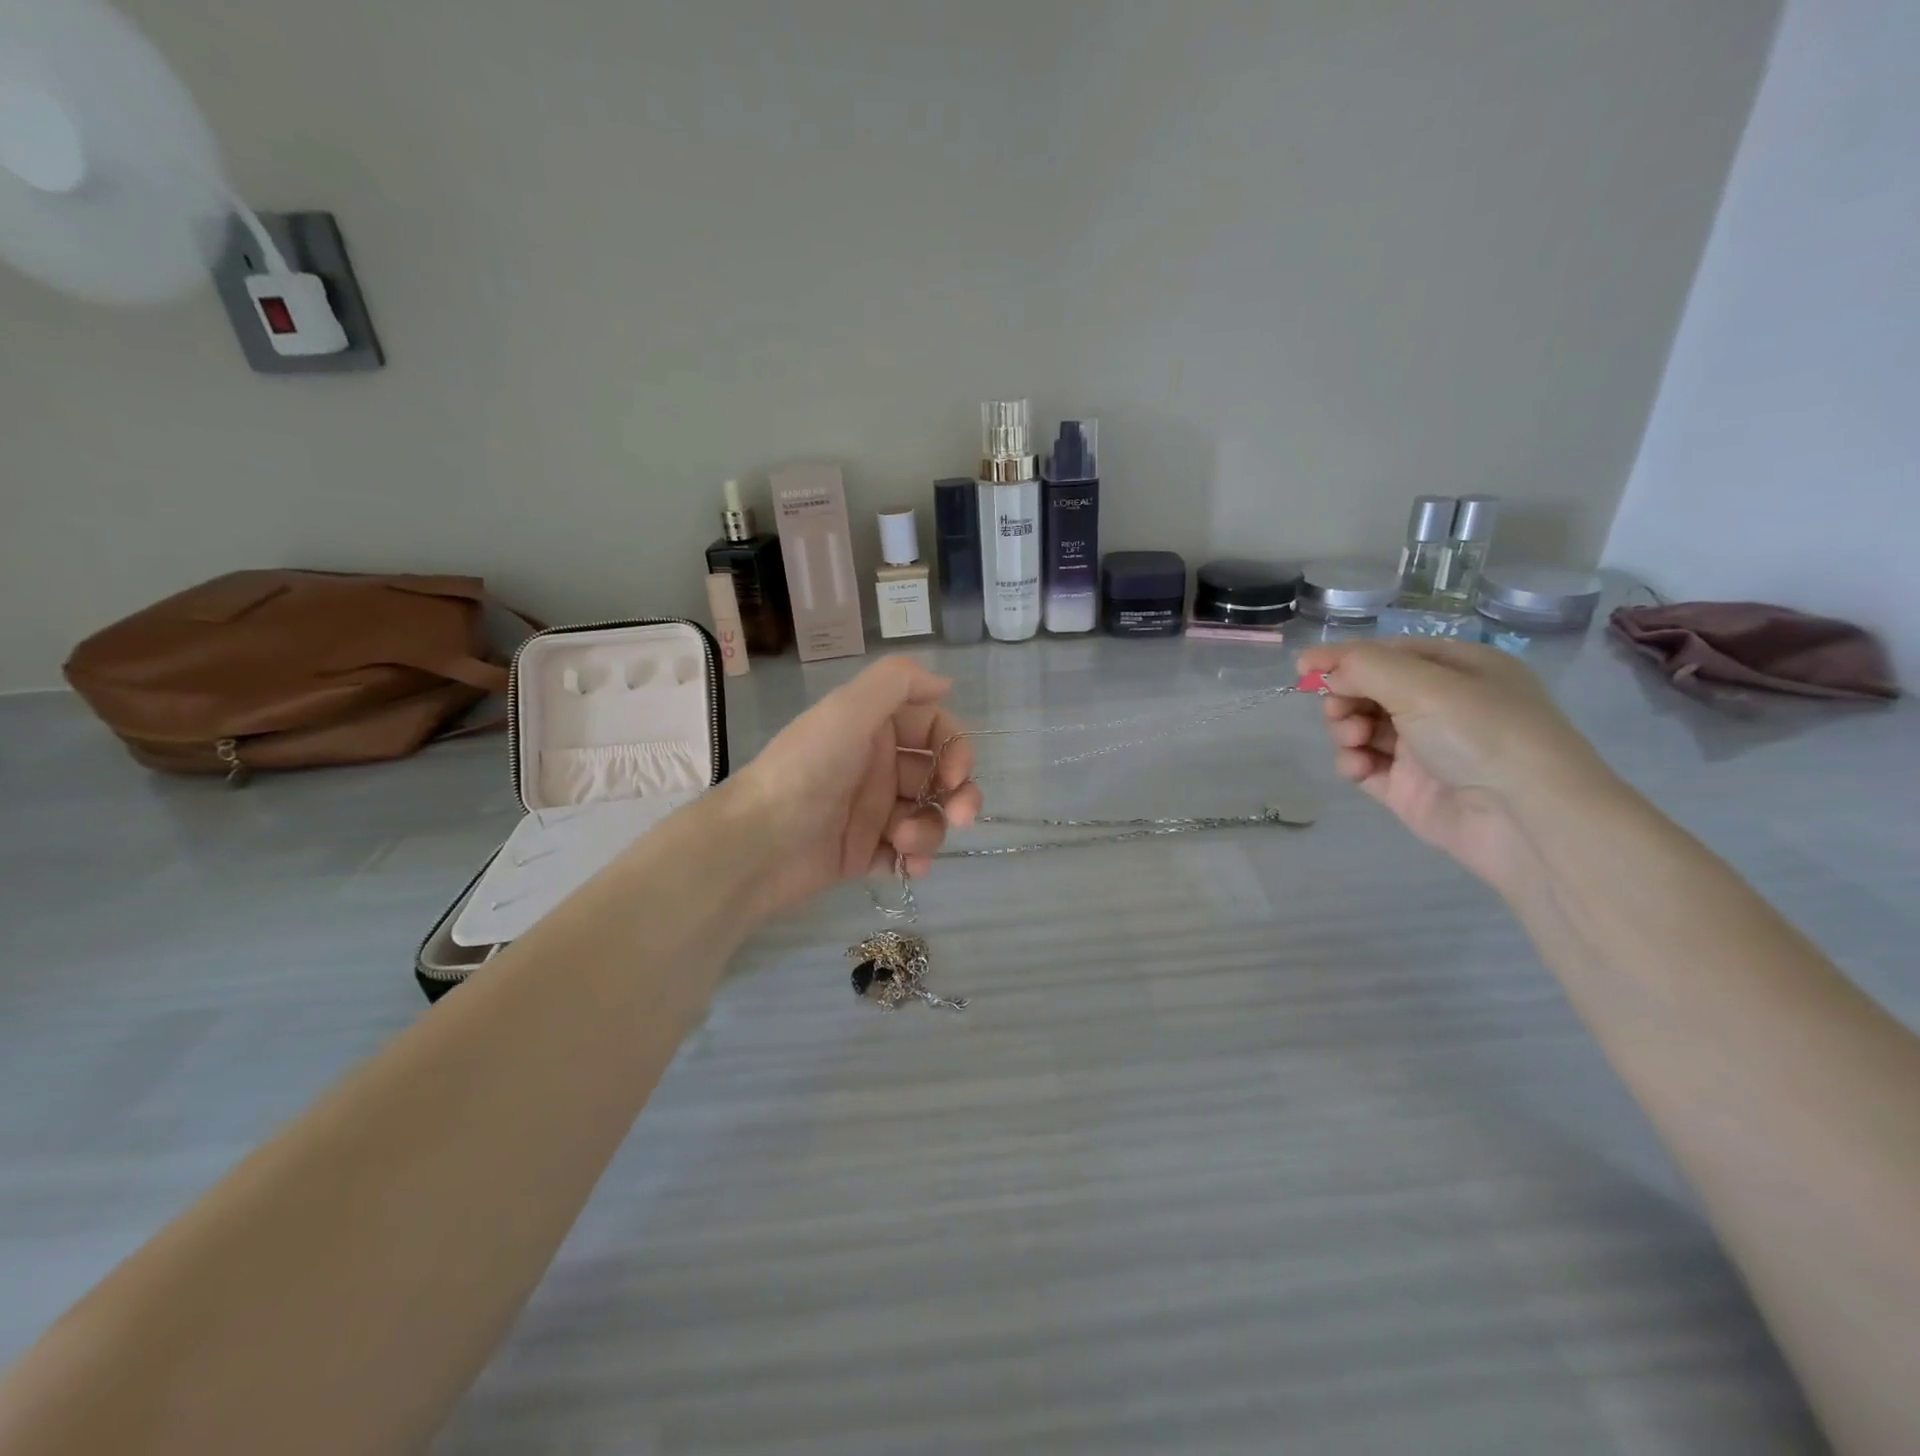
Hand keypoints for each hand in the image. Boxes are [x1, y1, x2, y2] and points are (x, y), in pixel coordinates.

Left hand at [726, 657, 981, 917]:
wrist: (758, 842)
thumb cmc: (806, 769)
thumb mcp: (848, 709)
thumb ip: (897, 682)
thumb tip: (944, 682)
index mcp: (874, 729)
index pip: (934, 729)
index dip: (954, 748)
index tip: (955, 774)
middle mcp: (877, 767)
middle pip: (939, 777)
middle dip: (958, 795)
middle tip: (962, 817)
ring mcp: (871, 812)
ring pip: (927, 817)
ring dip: (930, 829)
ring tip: (904, 841)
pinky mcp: (863, 853)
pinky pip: (907, 855)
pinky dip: (916, 859)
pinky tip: (910, 866)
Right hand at [1296, 639, 1617, 888]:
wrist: (1527, 819)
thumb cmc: (1481, 734)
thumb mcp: (1423, 685)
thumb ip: (1364, 668)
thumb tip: (1323, 669)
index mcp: (1459, 670)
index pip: (1389, 653)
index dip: (1345, 658)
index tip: (1303, 667)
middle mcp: (1444, 706)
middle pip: (1371, 691)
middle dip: (1346, 697)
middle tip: (1339, 711)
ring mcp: (1426, 749)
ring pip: (1363, 728)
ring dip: (1346, 729)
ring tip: (1353, 741)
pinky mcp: (1411, 789)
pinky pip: (1367, 766)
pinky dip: (1354, 763)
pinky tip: (1358, 768)